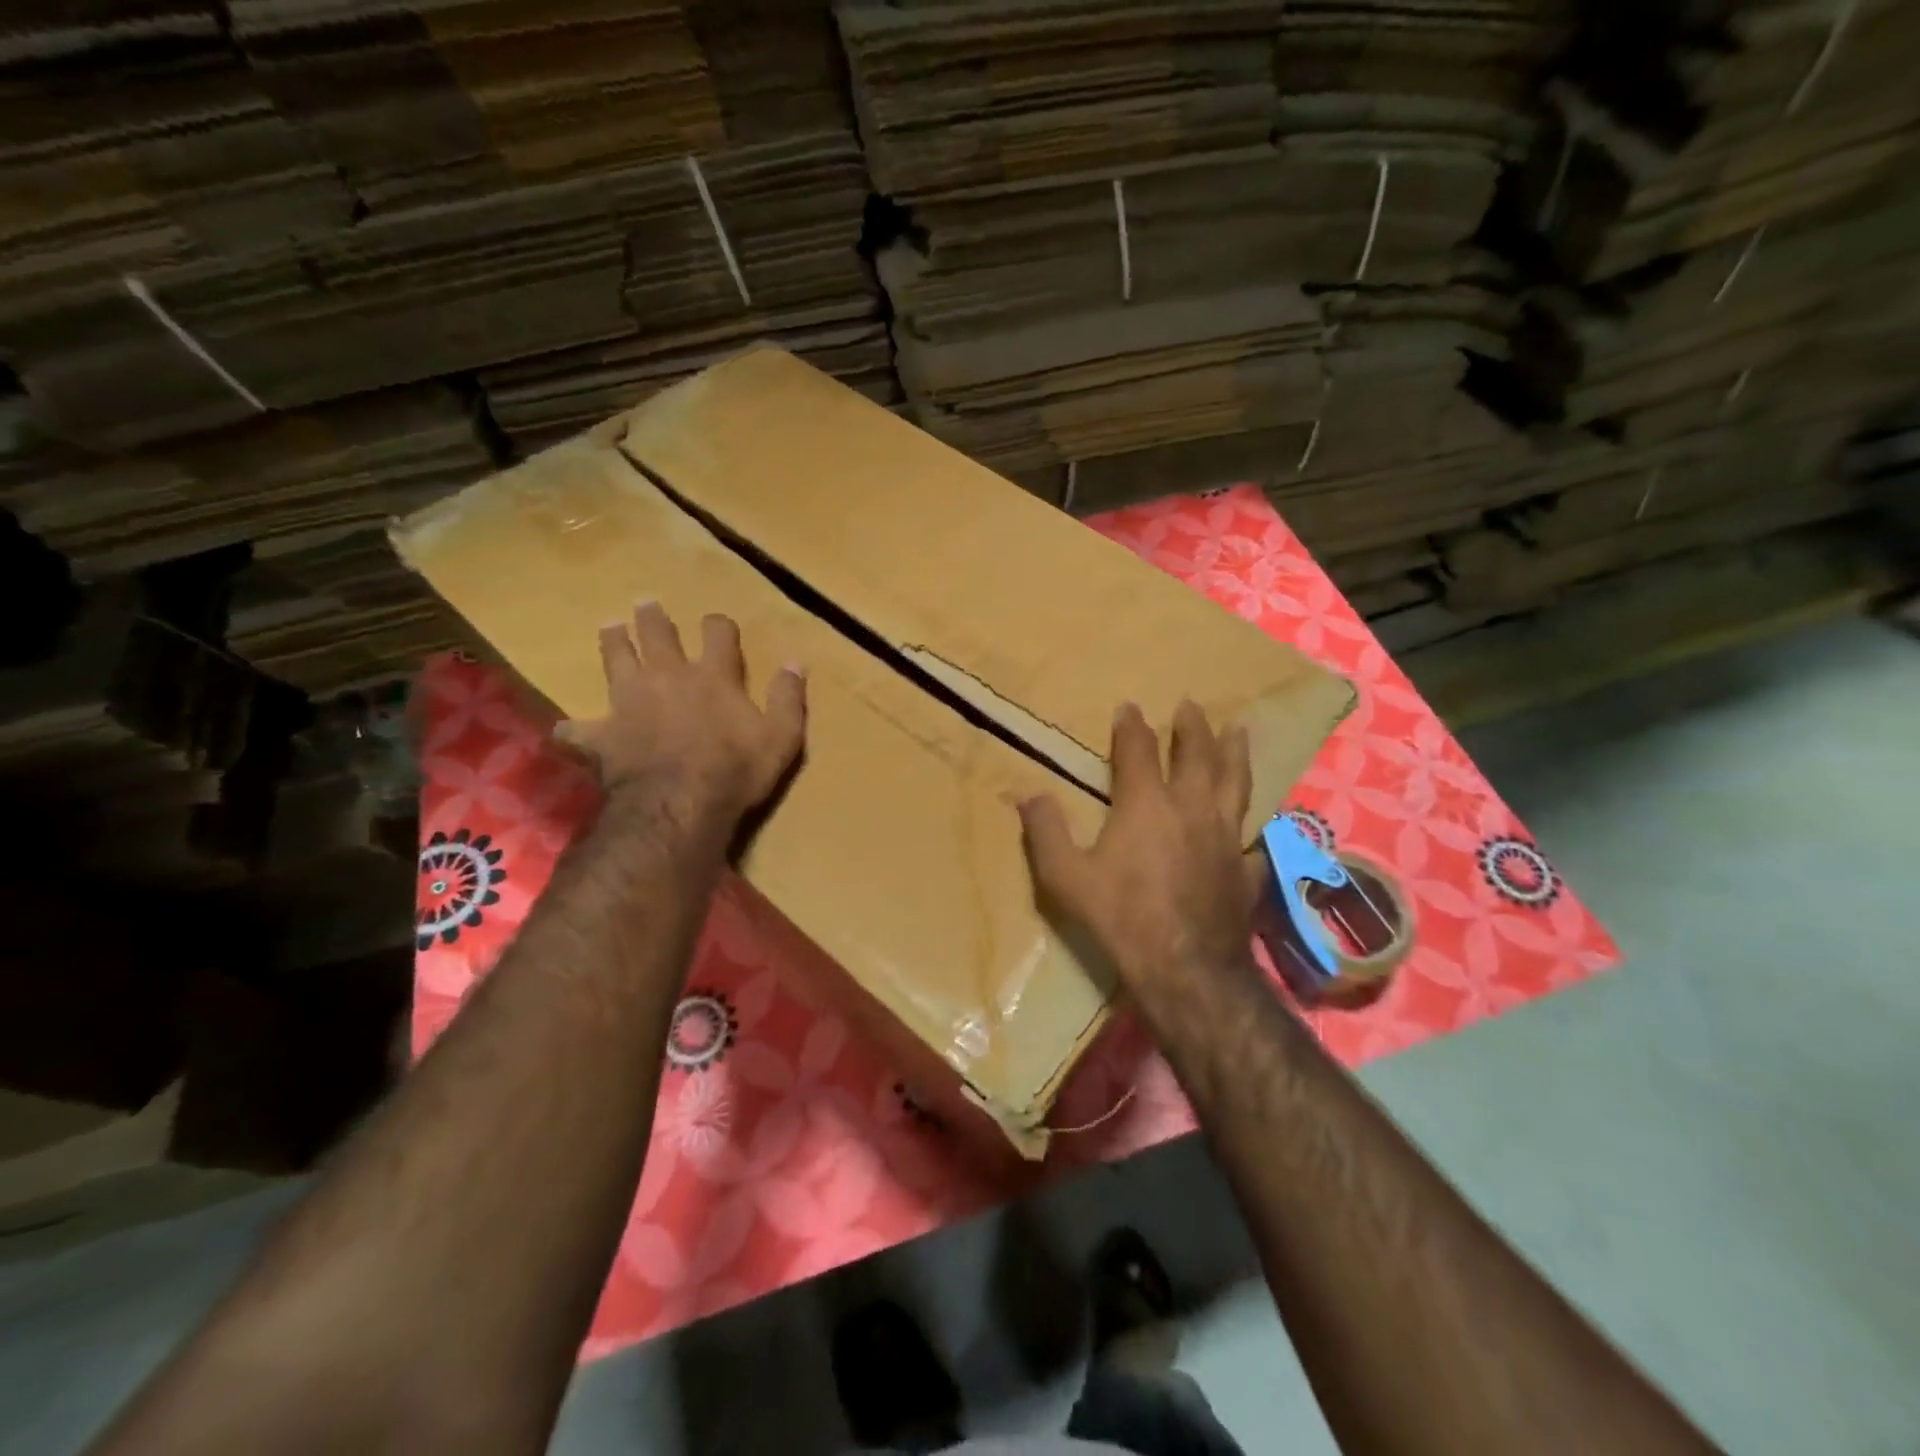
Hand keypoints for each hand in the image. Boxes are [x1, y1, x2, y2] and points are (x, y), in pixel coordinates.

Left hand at [557, 603, 805, 829]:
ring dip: (612, 642)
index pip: (717, 634)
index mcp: (712, 676)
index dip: (718, 624)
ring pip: (615, 659)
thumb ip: (788, 698)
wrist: (680, 804)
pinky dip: (574, 729)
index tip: (717, 622)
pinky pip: (579, 728)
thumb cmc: (737, 770)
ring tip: (609, 627)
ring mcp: (629, 702)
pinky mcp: (603, 733)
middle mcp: (668, 677)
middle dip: (653, 618)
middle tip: (646, 604)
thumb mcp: (782, 737)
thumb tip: (796, 662)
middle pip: (657, 635)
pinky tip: (569, 729)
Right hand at [1020, 701, 1258, 992]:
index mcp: (1146, 803)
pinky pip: (1252, 840)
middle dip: (1192, 727)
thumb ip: (1046, 831)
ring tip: (1240, 731)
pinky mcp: (1246, 868)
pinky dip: (1252, 830)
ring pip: (1236, 783)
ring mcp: (1225, 837)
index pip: (1138, 750)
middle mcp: (1191, 807)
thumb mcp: (1065, 876)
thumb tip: (1026, 794)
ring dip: (1236, 753)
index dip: (1131, 726)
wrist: (1185, 968)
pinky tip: (1253, 830)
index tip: (1129, 707)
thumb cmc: (1120, 916)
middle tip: (1191, 705)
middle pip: (1197, 754)